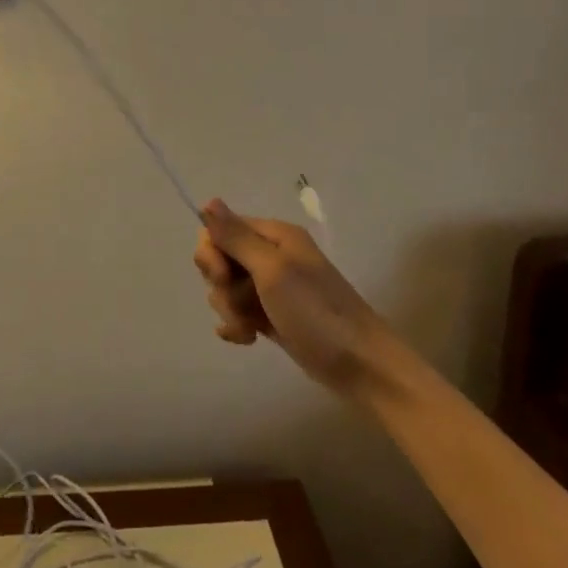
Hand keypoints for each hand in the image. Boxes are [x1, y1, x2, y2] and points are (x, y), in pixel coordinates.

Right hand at [194, 200, 394, 398]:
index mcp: (274, 235)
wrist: (360, 366)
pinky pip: (239, 311)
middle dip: (221, 286)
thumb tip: (208, 201)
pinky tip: (246, 340)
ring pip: (227, 288)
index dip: (213, 253)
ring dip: (230, 310)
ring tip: (249, 330)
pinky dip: (236, 325)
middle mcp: (272, 255)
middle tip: (241, 306)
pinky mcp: (272, 315)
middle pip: (221, 259)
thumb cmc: (316, 312)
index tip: (223, 277)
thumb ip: (236, 237)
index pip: (221, 229)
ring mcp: (272, 287)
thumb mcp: (273, 270)